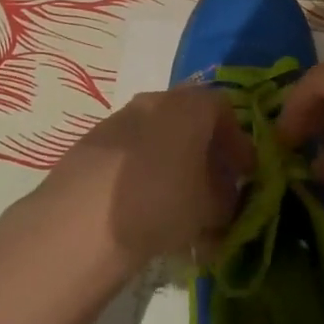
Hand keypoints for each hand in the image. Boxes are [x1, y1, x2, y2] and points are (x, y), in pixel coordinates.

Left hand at [42, 86, 250, 273]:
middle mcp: (154, 101)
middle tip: (213, 189)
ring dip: (173, 164)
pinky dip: (143, 172)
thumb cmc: (161, 203)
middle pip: (189, 119)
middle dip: (205, 153)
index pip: (225, 109)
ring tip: (177, 206)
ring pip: (157, 136)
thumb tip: (225, 199)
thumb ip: (227, 200)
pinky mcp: (90, 144)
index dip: (238, 142)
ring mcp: (117, 120)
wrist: (80, 222)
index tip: (244, 174)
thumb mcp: (210, 209)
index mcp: (189, 105)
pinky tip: (142, 209)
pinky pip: (129, 153)